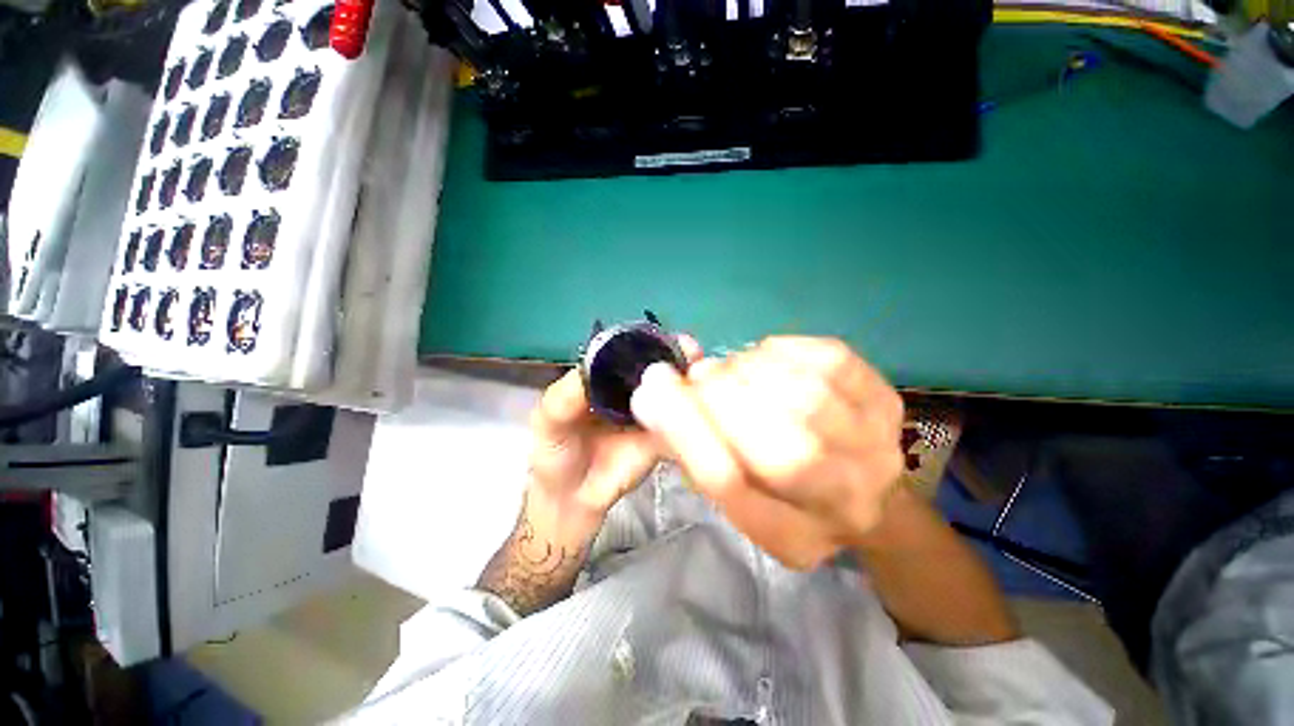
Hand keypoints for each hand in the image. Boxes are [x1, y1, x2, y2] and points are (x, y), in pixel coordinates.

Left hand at [527, 337, 702, 542]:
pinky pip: (680, 423)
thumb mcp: (549, 420)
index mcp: (605, 377)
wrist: (571, 499)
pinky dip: (693, 414)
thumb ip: (566, 395)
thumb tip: (597, 368)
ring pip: (673, 392)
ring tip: (704, 374)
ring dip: (690, 381)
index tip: (666, 338)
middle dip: (677, 356)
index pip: (629, 352)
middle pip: (658, 368)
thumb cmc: (555, 452)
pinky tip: (704, 408)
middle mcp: (631, 390)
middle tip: (693, 352)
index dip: (646, 343)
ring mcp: (650, 413)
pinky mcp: (662, 439)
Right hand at [630, 336, 905, 569]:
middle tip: (699, 376)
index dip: (685, 427)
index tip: (652, 387)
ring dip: (749, 370)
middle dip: (721, 397)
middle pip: (780, 449)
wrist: (860, 486)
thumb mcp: (731, 485)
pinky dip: (782, 350)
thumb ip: (691, 446)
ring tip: (732, 370)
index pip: (730, 484)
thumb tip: (654, 393)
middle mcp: (844, 505)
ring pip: (806, 398)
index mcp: (791, 537)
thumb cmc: (781, 490)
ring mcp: (877, 451)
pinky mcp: (888, 403)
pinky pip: (829, 360)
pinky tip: (766, 358)